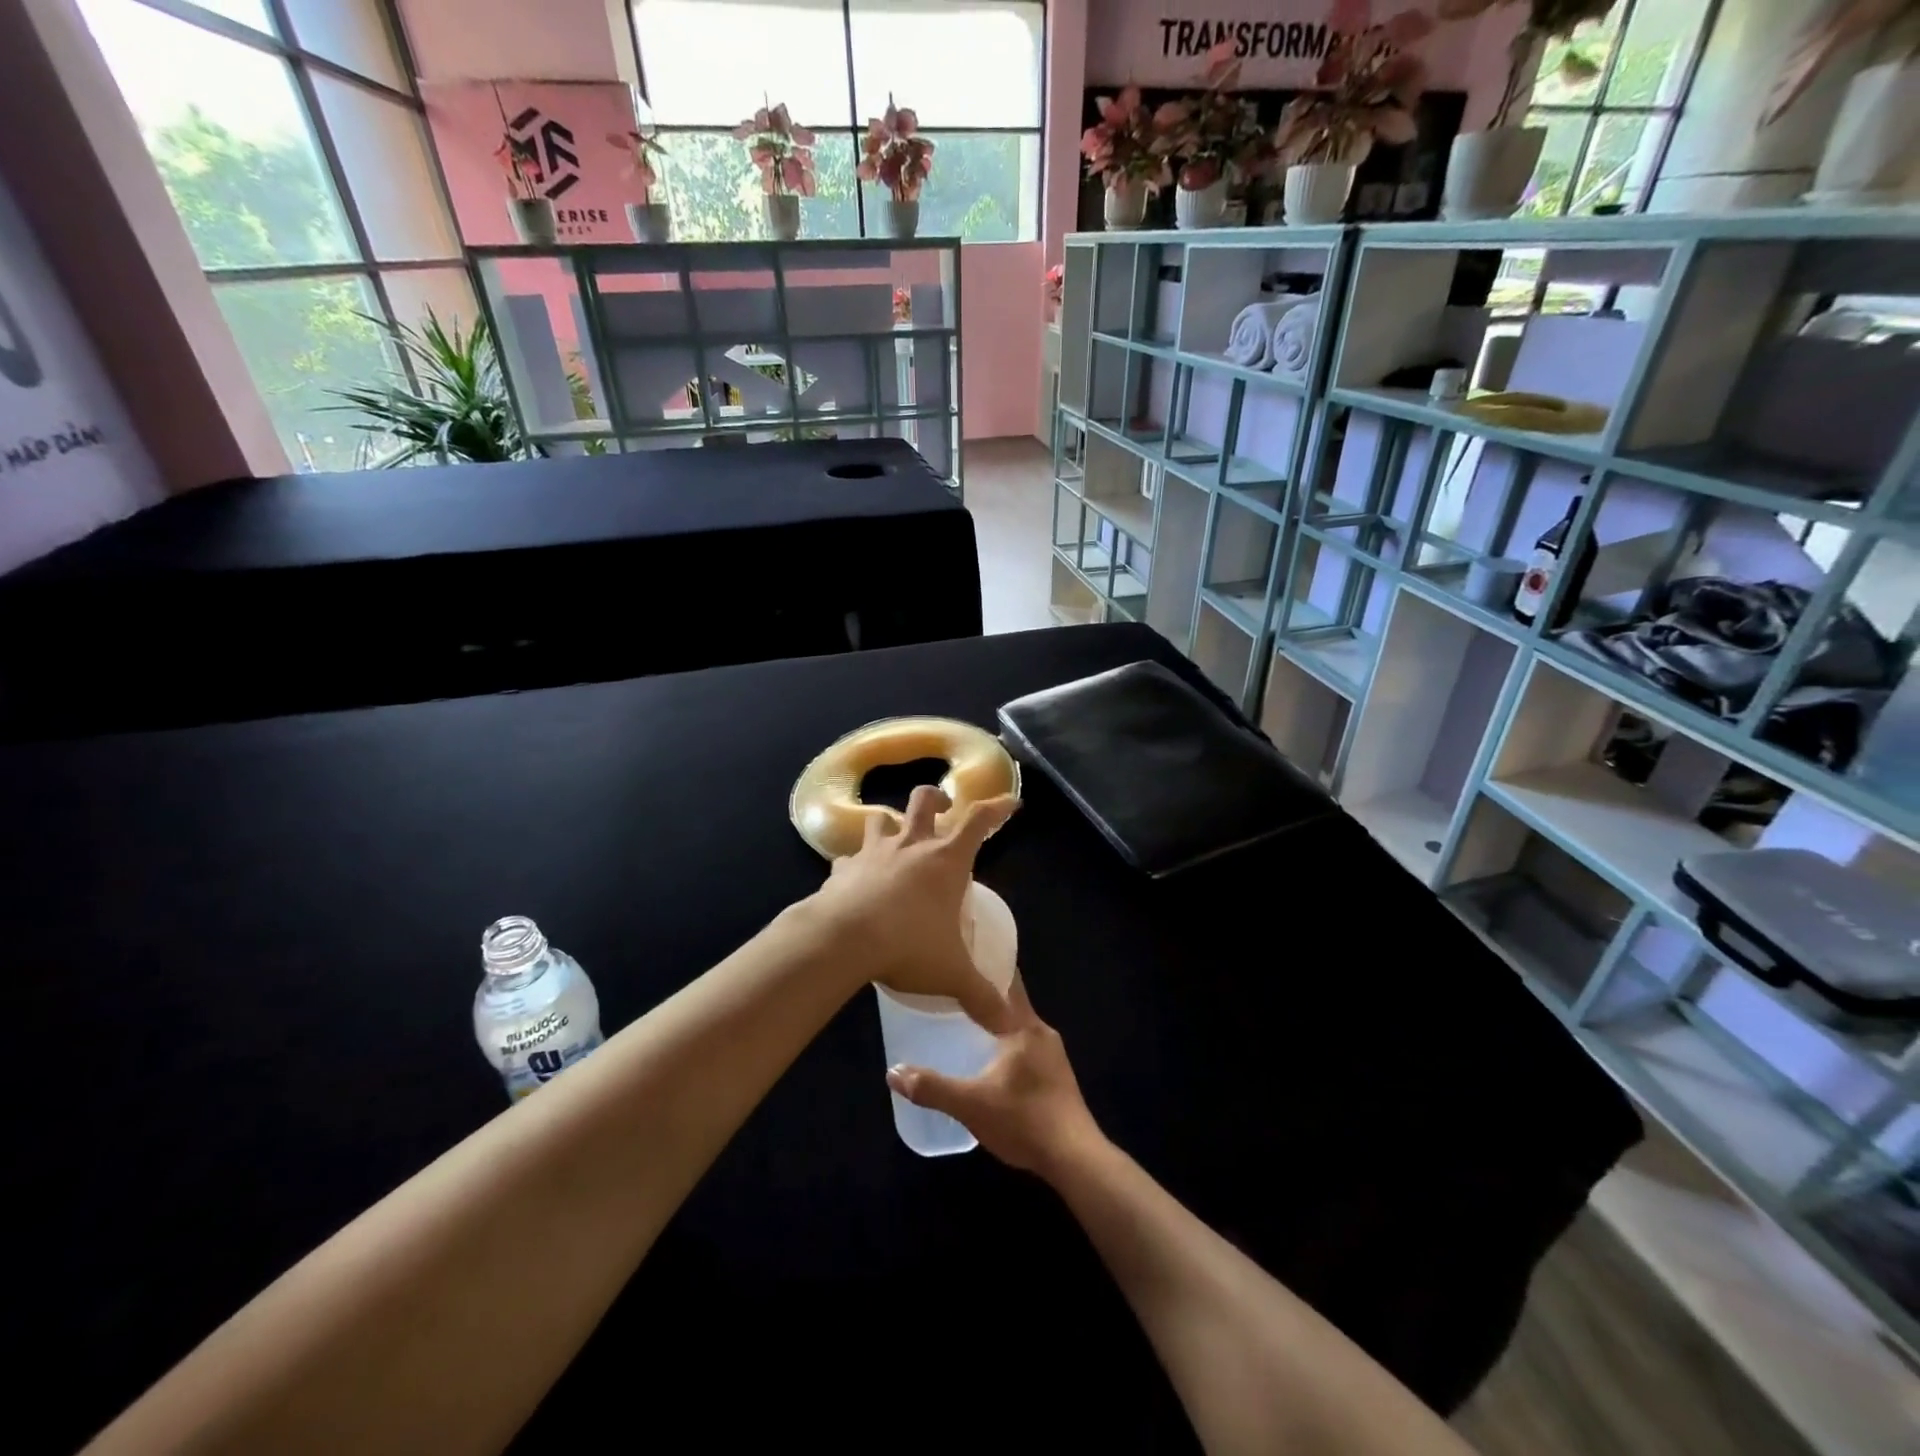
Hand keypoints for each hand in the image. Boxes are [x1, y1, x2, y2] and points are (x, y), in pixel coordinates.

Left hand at [811, 784, 1017, 1032]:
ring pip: (881, 819)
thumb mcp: (952, 974)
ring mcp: (873, 853)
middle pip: (924, 801)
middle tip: (944, 808)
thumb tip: (1011, 1025)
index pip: (978, 822)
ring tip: (896, 839)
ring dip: (890, 824)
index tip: (1010, 802)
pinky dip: (855, 864)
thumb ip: (983, 997)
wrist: (843, 940)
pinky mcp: (842, 869)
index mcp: (945, 861)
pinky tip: (855, 879)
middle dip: (937, 799)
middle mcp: (910, 846)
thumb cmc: (908, 946)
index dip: (996, 808)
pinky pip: (848, 857)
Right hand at [886, 980, 1102, 1176]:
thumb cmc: (1024, 1121)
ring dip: (995, 1020)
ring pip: (1018, 1025)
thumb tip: (892, 1072)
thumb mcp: (970, 1105)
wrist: (1075, 1159)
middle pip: (1010, 1001)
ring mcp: (1053, 1054)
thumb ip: (931, 1087)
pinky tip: (988, 1057)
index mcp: (1024, 1026)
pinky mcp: (1057, 1075)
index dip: (984, 965)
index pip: (1005, 980)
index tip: (961, 953)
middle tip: (951, 989)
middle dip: (984, 994)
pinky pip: (1026, 1045)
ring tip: (964, 1020)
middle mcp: (1041, 1031)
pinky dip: (1006, 1042)